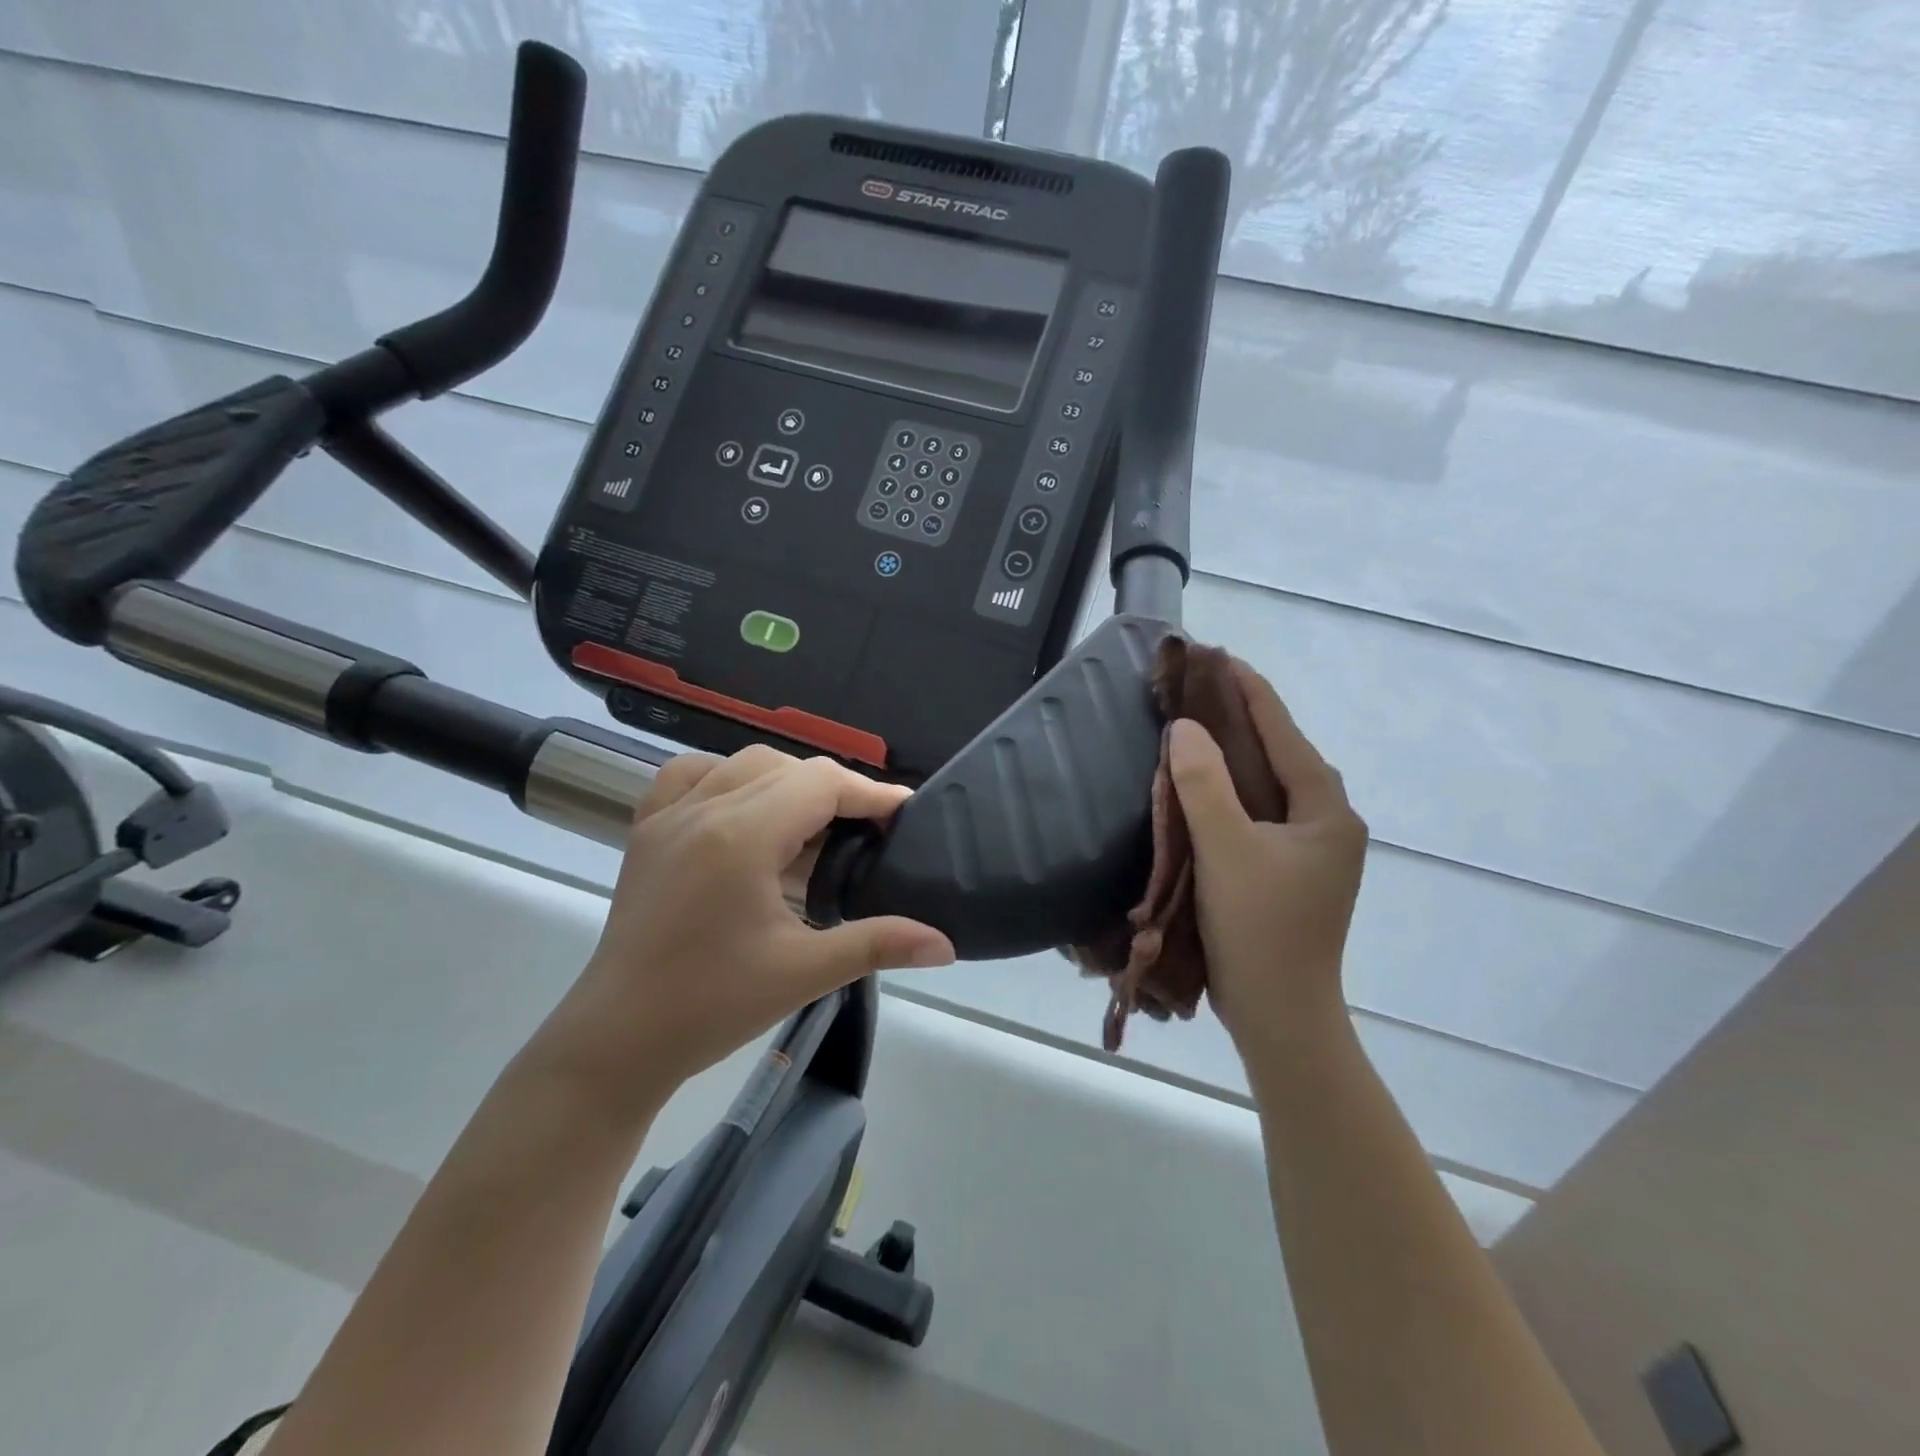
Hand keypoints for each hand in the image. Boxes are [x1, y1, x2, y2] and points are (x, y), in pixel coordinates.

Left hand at [541, 746, 954, 1117]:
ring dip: (786, 780)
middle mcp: (704, 809)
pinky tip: (743, 809)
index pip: (820, 785)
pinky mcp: (647, 831)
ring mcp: (669, 816)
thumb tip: (945, 943)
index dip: (869, 793)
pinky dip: (728, 778)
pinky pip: (690, 775)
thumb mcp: (803, 973)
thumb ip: (878, 944)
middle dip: (836, 790)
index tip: (905, 810)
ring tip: (812, 823)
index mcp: (742, 837)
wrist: (618, 1040)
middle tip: (867, 829)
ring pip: (743, 764)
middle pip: (787, 767)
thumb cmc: (712, 1006)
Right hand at [1167, 661, 1367, 1060]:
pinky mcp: (1287, 872)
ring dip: (1234, 754)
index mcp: (1326, 810)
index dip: (1250, 691)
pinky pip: (1256, 814)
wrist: (1280, 1015)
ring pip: (1267, 785)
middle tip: (1198, 686)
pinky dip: (1229, 792)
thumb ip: (1205, 786)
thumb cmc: (1260, 929)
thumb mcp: (1227, 850)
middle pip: (1280, 754)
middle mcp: (1327, 822)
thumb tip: (1186, 728)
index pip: (1285, 733)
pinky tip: (1201, 786)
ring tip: (1195, 725)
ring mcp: (1309, 850)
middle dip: (1241, 717)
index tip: (1217, 656)